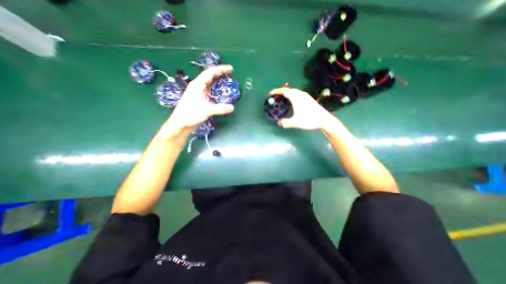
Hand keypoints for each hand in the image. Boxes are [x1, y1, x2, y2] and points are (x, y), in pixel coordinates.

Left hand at [168, 65, 236, 131]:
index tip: (231, 69)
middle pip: (209, 76)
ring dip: (217, 80)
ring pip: (208, 83)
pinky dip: (215, 88)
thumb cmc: (190, 115)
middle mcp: (197, 86)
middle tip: (230, 73)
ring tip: (226, 79)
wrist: (179, 124)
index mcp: (197, 85)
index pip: (210, 73)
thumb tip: (232, 107)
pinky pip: (208, 90)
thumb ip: (220, 109)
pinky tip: (218, 91)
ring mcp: (197, 92)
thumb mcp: (206, 111)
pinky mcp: (198, 99)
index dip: (221, 69)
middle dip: (220, 73)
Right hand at [269, 86, 334, 128]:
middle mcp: (300, 94)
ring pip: (293, 91)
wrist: (324, 119)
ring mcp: (305, 96)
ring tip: (282, 98)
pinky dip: (292, 95)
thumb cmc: (309, 119)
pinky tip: (292, 101)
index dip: (276, 91)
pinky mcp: (308, 99)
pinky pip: (297, 94)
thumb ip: (285, 123)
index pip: (284, 91)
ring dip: (286, 93)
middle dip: (280, 92)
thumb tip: (278, 123)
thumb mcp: (295, 122)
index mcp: (296, 98)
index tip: (270, 94)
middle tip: (275, 97)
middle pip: (288, 89)